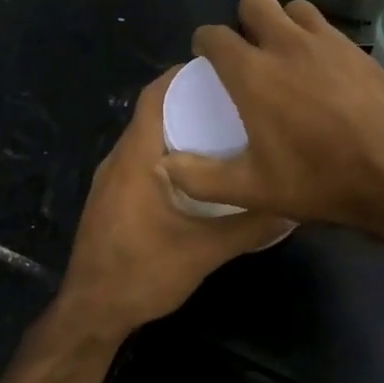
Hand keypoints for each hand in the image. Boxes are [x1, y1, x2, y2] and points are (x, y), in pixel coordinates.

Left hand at [56, 67, 292, 338]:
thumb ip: (249, 227)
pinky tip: (197, 172)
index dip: (183, 76)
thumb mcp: (205, 251)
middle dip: (189, 101)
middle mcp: (118, 160)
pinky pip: (141, 160)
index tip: (222, 70)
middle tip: (234, 100)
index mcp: (136, 159)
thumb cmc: (143, 273)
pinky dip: (167, 153)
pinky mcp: (111, 199)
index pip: (154, 97)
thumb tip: (291, 206)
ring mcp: (110, 180)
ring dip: (178, 129)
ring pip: (146, 139)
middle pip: (152, 113)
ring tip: (222, 130)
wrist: (92, 312)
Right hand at [161, 0, 383, 238]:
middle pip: (254, 3)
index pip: (215, 36)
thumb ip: (201, 177)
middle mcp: (287, 45)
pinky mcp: (358, 49)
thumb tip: (163, 166)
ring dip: (283, 23)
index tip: (207, 58)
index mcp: (253, 73)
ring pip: (294, 8)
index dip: (205, 43)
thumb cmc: (320, 181)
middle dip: (244, 20)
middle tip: (248, 51)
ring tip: (286, 53)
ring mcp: (328, 42)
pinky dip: (315, 38)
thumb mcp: (253, 189)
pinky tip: (322, 69)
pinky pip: (327, 28)